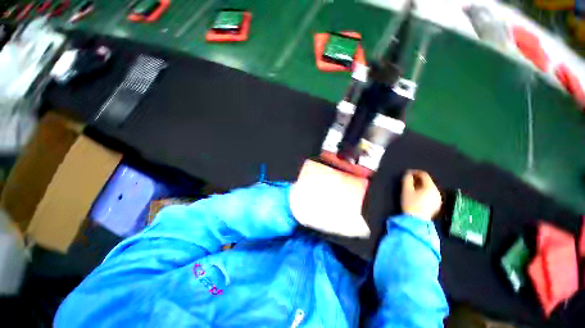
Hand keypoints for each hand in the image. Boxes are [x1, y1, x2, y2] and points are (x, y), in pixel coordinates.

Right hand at [401, 170, 441, 220]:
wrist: (416, 221)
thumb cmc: (411, 203)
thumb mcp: (406, 190)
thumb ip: (407, 180)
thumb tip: (408, 174)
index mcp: (430, 187)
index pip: (424, 174)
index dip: (415, 172)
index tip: (407, 173)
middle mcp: (437, 191)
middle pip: (428, 181)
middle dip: (418, 179)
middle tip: (409, 181)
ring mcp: (438, 199)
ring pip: (429, 188)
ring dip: (421, 186)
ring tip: (412, 188)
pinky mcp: (437, 205)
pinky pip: (431, 194)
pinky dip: (424, 192)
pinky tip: (418, 196)